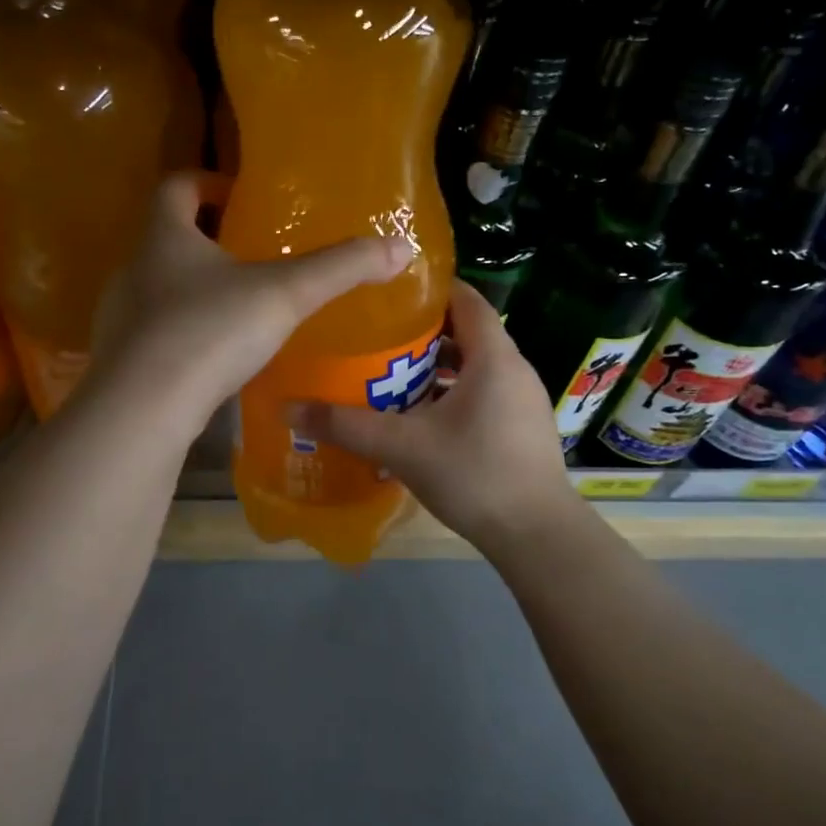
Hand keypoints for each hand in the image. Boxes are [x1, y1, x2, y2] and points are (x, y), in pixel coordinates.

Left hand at [91, 172, 412, 429]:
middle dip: (204, 239)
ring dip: (192, 290)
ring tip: (237, 308)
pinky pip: (153, 335)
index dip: (204, 182)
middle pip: (164, 238)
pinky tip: (213, 359)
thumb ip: (340, 269)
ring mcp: (119, 318)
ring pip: (157, 290)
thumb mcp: (284, 295)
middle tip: (248, 253)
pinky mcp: (120, 361)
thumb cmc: (209, 333)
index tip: (236, 194)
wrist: (142, 411)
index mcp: (164, 238)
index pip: (175, 187)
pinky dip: (182, 335)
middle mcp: (133, 270)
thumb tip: (401, 247)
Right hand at [287, 279, 574, 551]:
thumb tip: (288, 408)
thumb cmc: (474, 475)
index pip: (466, 299)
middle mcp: (514, 369)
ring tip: (390, 374)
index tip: (389, 291)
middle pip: (467, 332)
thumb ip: (346, 425)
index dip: (430, 289)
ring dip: (436, 367)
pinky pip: (484, 393)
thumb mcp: (402, 447)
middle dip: (422, 331)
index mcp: (494, 357)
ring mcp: (522, 400)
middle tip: (377, 336)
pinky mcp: (522, 428)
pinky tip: (420, 418)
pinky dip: (452, 393)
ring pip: (475, 366)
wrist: (536, 536)